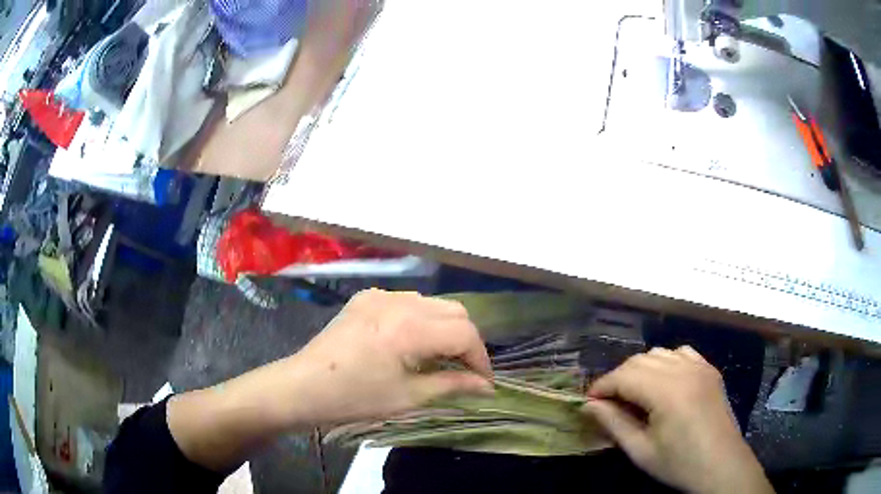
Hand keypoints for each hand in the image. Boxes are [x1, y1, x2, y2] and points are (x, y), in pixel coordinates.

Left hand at [282, 289, 493, 424]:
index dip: (481, 358)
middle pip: (454, 311)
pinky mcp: (365, 297)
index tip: (483, 381)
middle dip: (467, 340)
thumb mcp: (408, 397)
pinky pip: (407, 301)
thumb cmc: (354, 398)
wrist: (302, 386)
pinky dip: (421, 319)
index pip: (464, 333)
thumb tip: (487, 386)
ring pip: (433, 303)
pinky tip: (411, 341)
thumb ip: (453, 385)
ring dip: (445, 327)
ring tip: (439, 357)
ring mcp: (379, 294)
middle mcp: (398, 301)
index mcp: (409, 328)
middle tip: (465, 369)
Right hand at [582, 347, 772, 493]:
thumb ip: (614, 424)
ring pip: (660, 353)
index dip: (602, 386)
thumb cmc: (679, 464)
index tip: (589, 403)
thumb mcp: (641, 451)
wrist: (721, 466)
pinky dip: (666, 362)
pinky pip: (682, 353)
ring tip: (633, 394)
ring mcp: (700, 366)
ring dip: (640, 369)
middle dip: (618, 378)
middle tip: (607, 403)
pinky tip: (664, 383)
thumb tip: (588, 406)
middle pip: (640, 360)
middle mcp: (684, 369)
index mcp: (667, 391)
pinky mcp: (710, 370)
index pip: (624, 375)